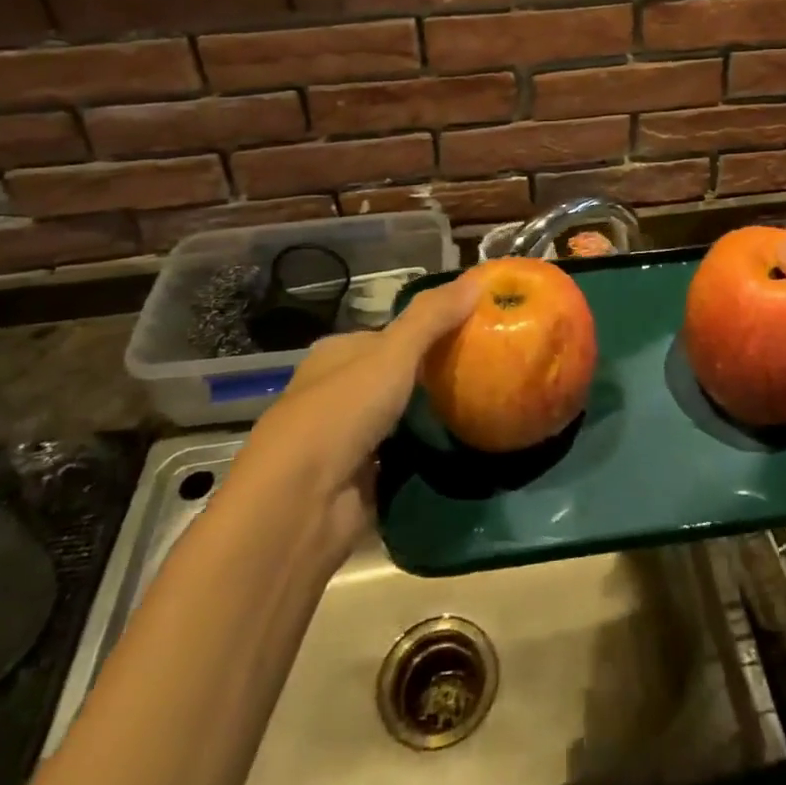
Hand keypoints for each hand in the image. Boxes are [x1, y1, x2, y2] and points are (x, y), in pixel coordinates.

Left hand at [234, 273, 482, 549]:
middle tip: (485, 373)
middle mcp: (334, 393)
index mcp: (335, 355)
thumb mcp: (393, 353)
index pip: (388, 335)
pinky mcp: (355, 481)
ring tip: (482, 408)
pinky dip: (422, 455)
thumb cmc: (342, 412)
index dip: (428, 331)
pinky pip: (400, 458)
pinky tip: (458, 449)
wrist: (300, 505)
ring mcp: (343, 440)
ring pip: (397, 419)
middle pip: (393, 377)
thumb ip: (432, 317)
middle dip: (432, 377)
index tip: (473, 333)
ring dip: (429, 418)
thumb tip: (476, 279)